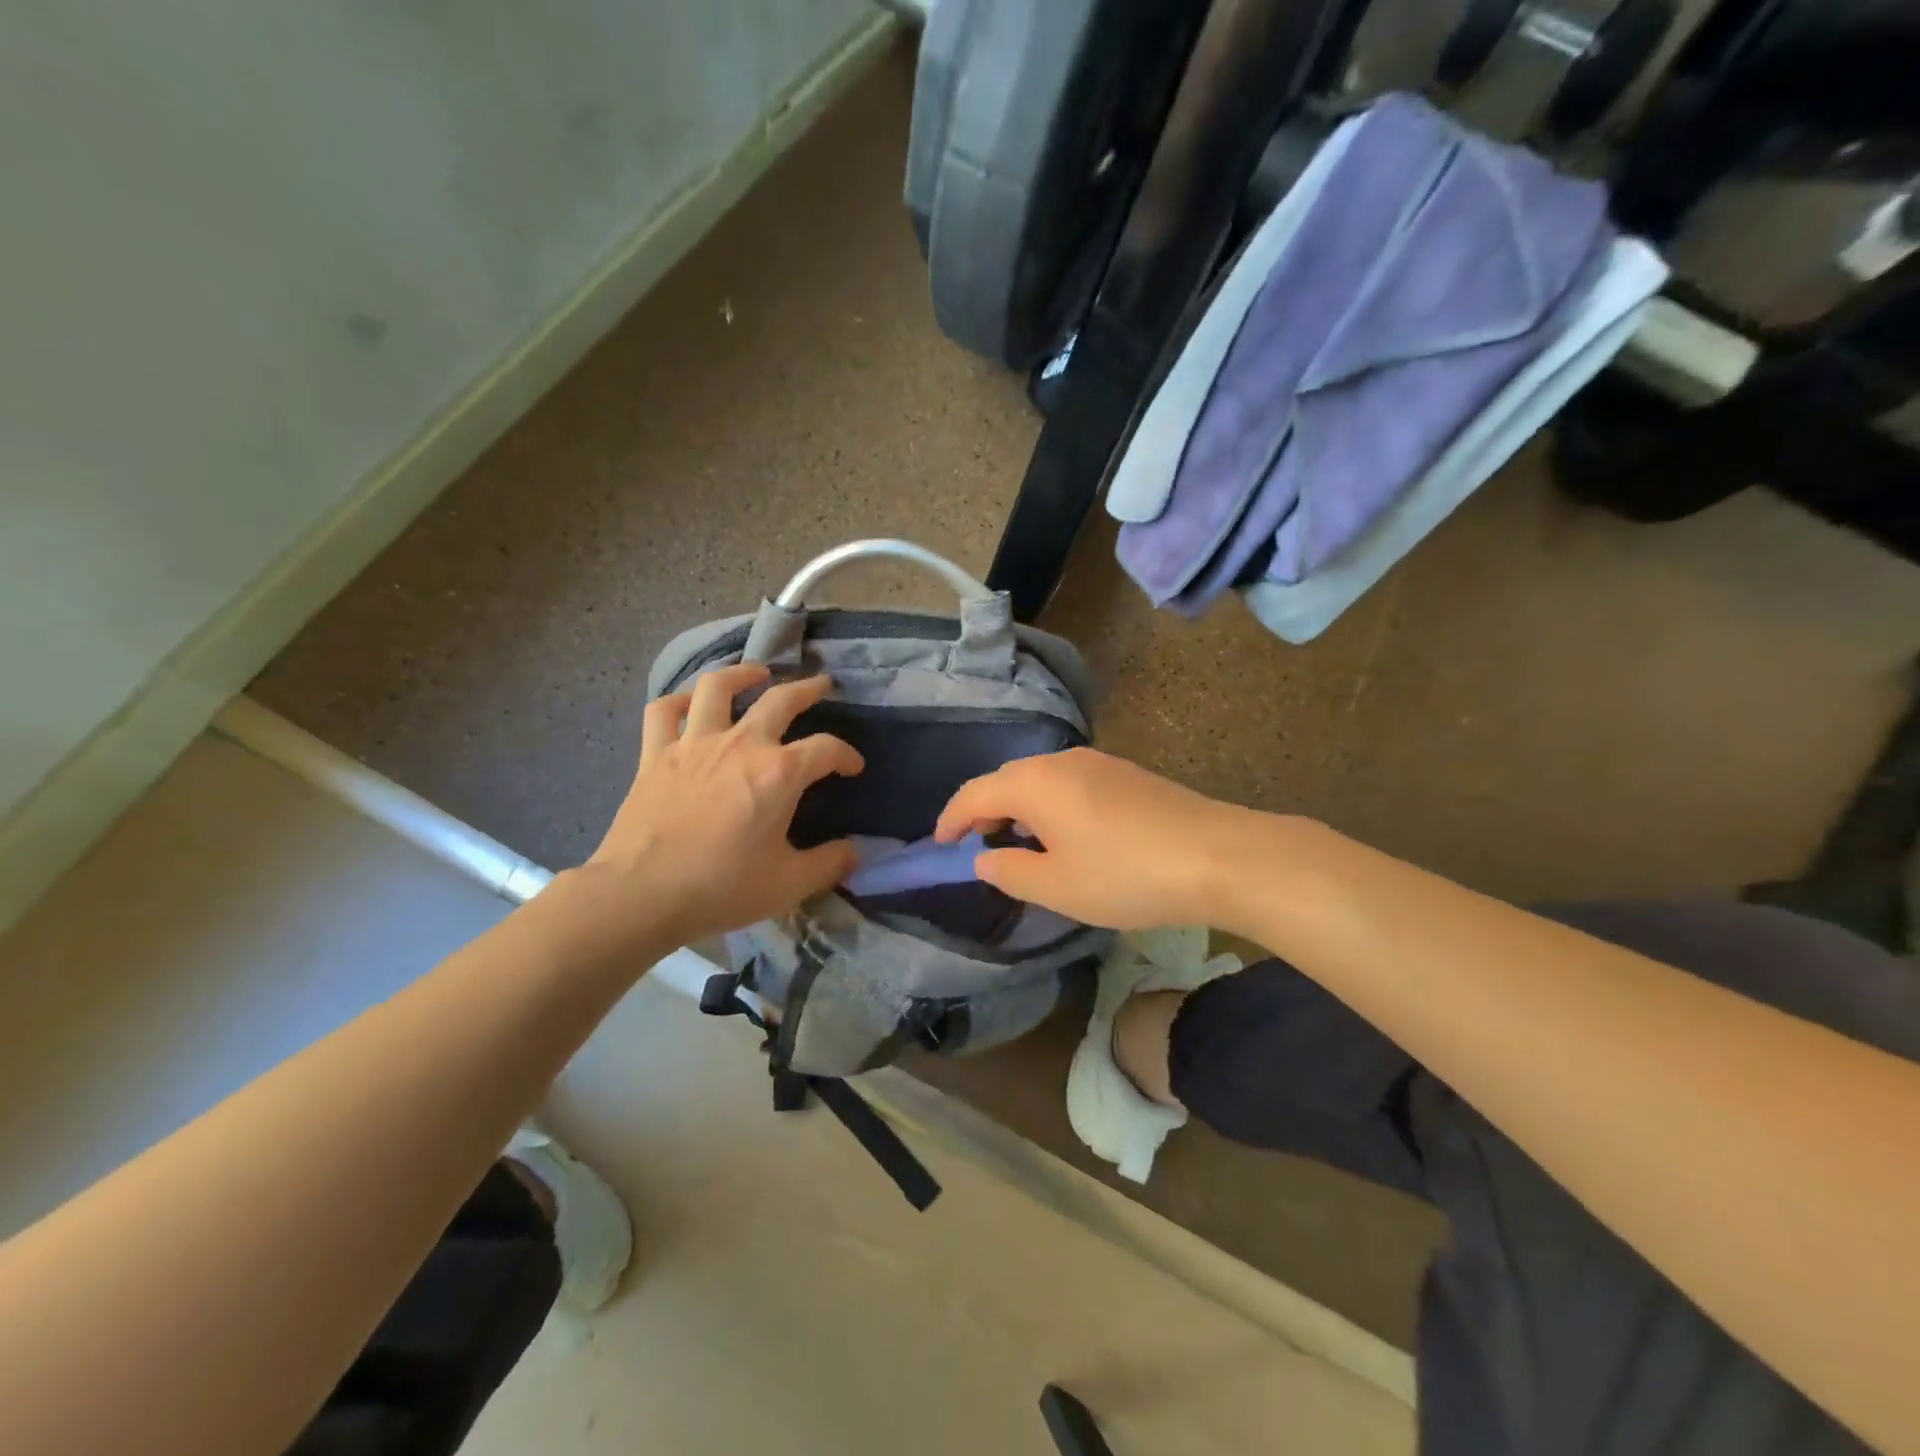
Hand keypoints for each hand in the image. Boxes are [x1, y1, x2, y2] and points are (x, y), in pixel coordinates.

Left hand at [545, 664, 862, 967]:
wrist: (641, 894)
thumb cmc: (721, 888)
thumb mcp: (789, 884)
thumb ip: (829, 864)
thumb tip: (854, 853)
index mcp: (779, 773)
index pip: (826, 749)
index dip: (846, 755)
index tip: (853, 767)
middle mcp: (740, 745)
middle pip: (780, 700)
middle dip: (808, 689)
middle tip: (821, 684)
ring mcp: (694, 744)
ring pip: (718, 688)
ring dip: (742, 675)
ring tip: (756, 674)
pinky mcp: (655, 754)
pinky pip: (664, 712)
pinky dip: (680, 701)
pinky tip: (691, 702)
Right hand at [933, 748, 1253, 930]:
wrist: (1217, 855)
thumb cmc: (1125, 874)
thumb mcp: (1056, 887)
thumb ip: (1008, 871)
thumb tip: (985, 858)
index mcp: (1034, 783)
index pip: (975, 793)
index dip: (951, 819)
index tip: (939, 844)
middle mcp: (1061, 761)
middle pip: (1007, 780)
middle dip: (986, 811)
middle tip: (981, 847)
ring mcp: (1098, 763)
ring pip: (1041, 780)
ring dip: (1021, 808)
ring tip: (1023, 845)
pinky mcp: (1126, 774)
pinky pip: (1070, 784)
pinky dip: (1052, 806)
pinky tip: (1069, 836)